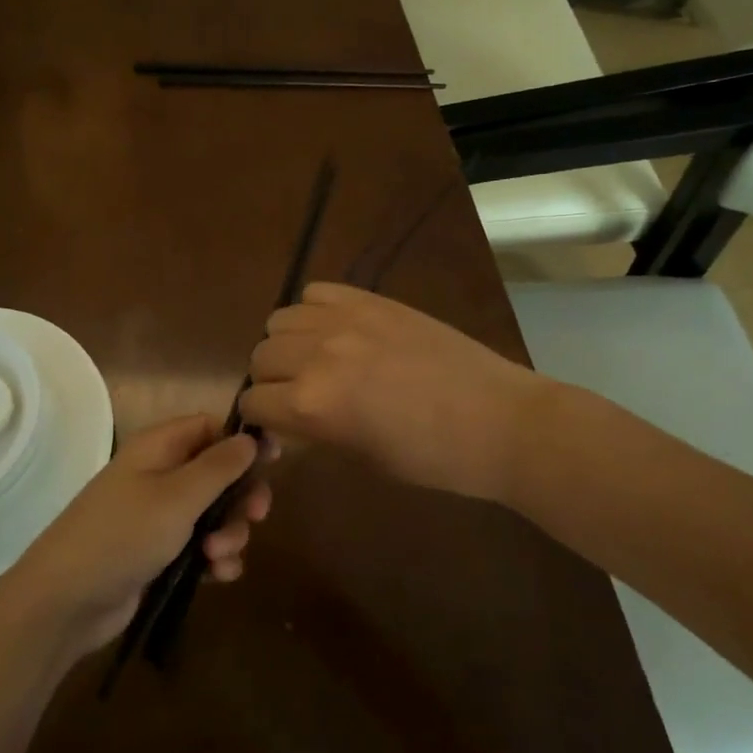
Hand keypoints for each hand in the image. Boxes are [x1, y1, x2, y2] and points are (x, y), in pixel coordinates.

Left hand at [0, 414, 271, 656]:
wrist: (66, 601)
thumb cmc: (123, 535)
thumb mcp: (178, 496)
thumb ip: (220, 466)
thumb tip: (250, 438)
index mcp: (160, 447)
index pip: (211, 427)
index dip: (242, 442)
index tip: (274, 461)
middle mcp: (161, 474)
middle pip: (219, 472)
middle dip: (240, 497)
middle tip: (255, 516)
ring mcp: (160, 515)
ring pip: (215, 513)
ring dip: (229, 533)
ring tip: (219, 556)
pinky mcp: (161, 552)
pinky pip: (203, 545)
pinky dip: (216, 558)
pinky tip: (218, 576)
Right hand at [240, 281, 561, 501]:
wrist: (498, 421)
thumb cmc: (433, 459)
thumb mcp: (362, 458)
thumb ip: (314, 433)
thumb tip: (287, 422)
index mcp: (312, 405)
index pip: (254, 401)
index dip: (261, 418)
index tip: (276, 426)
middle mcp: (317, 354)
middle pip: (261, 356)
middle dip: (271, 380)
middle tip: (299, 394)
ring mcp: (345, 320)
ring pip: (281, 320)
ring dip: (288, 343)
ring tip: (316, 359)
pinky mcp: (372, 300)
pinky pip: (317, 292)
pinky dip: (315, 312)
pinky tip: (337, 331)